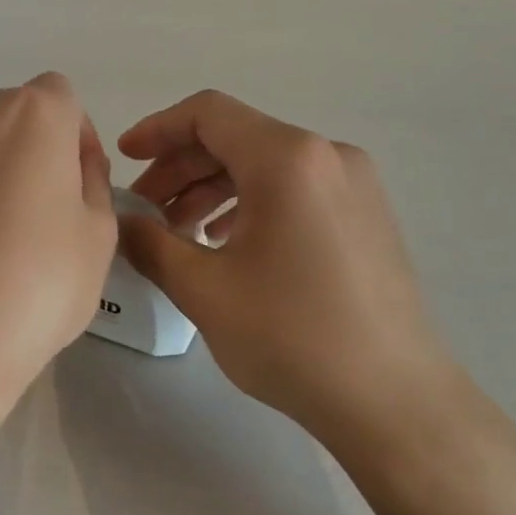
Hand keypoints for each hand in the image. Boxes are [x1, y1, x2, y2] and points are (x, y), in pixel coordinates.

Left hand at [0, 74, 117, 414]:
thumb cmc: (41, 283)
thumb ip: (93, 181)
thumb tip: (72, 165)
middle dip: (36, 147)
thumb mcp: (100, 233)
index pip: (65, 100)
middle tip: (45, 211)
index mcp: (37, 112)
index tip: (80, 188)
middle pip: (17, 113)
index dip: (77, 141)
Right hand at [117, 90, 469, 457]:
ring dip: (212, 189)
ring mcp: (355, 186)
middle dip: (180, 168)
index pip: (209, 114)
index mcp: (288, 159)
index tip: (124, 159)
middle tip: (144, 210)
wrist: (392, 400)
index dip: (157, 129)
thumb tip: (123, 222)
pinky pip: (295, 191)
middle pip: (237, 138)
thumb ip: (150, 244)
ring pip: (265, 166)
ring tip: (179, 234)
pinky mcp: (365, 217)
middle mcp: (328, 156)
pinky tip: (227, 246)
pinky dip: (249, 205)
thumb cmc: (290, 336)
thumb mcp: (202, 289)